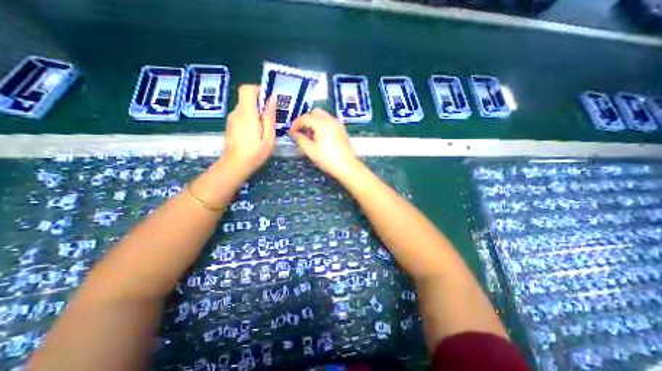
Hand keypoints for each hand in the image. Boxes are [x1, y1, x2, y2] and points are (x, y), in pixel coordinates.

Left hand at [220, 83, 275, 178]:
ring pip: (245, 107)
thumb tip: (271, 99)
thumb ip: (269, 117)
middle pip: (247, 98)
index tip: (269, 100)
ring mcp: (232, 118)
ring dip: (256, 112)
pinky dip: (250, 119)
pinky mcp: (231, 125)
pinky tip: (256, 133)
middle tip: (271, 117)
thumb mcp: (269, 137)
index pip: (247, 89)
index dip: (258, 90)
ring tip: (265, 128)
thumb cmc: (255, 153)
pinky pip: (242, 115)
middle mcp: (237, 112)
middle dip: (260, 104)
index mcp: (247, 113)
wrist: (235, 165)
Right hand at [289, 107, 361, 179]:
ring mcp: (338, 124)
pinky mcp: (342, 129)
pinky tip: (321, 138)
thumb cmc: (327, 159)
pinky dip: (322, 125)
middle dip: (306, 120)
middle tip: (303, 133)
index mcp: (321, 123)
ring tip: (312, 137)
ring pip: (323, 116)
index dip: (296, 124)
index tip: (291, 133)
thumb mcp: (310, 150)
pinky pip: (329, 121)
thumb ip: (300, 139)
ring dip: (314, 122)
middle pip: (315, 113)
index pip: (305, 118)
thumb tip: (294, 133)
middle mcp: (330, 119)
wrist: (347, 166)